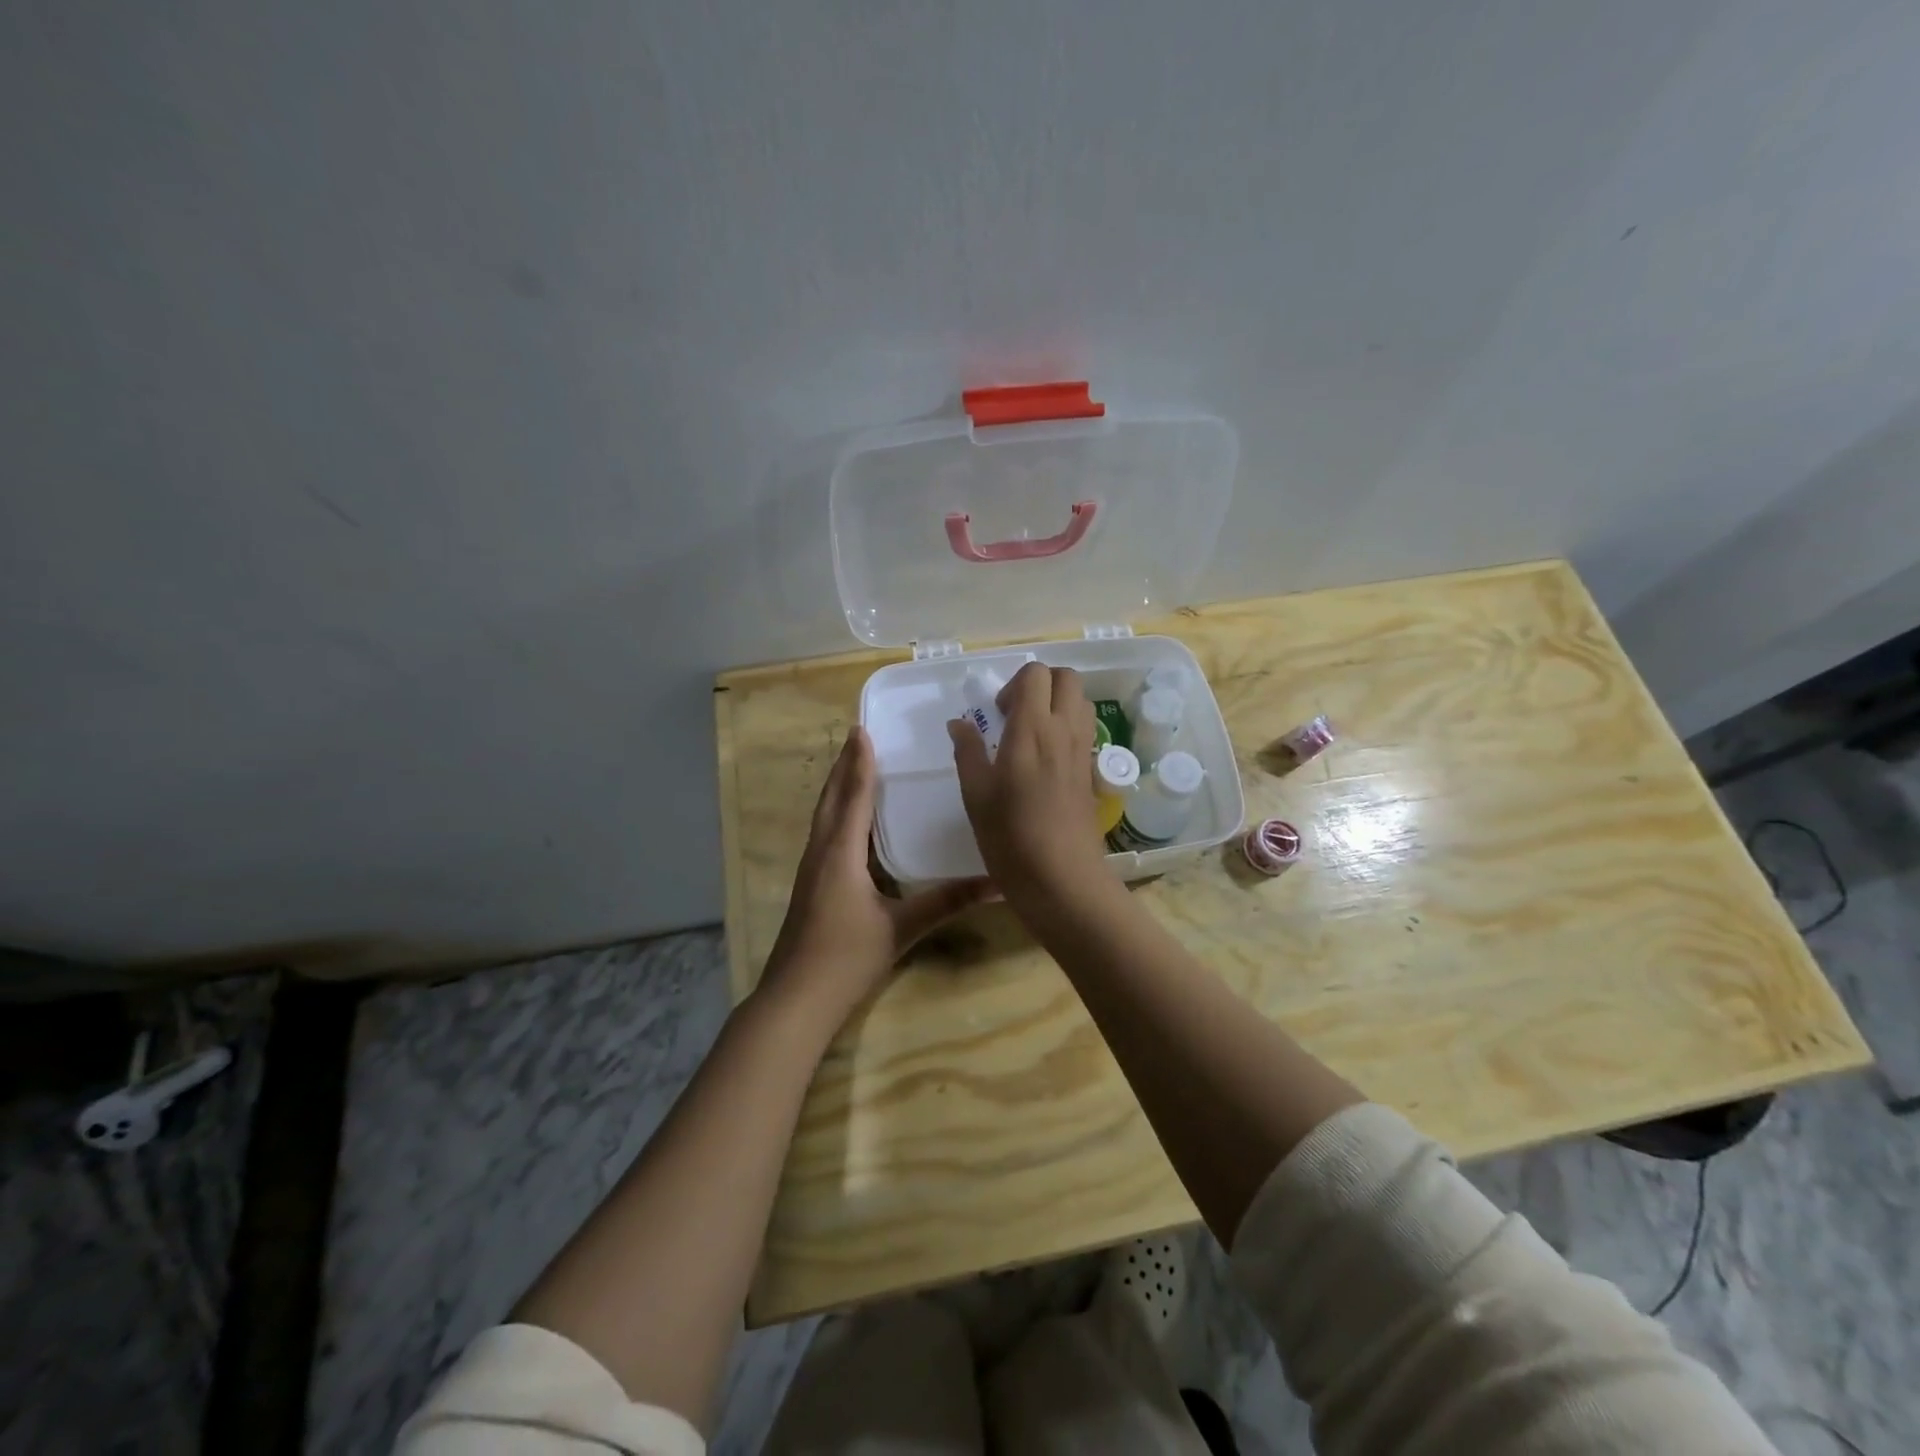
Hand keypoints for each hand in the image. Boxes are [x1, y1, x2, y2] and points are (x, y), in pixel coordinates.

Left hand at [760, 726, 989, 1030]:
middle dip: (843, 767)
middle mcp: (821, 852)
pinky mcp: (812, 885)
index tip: (862, 729)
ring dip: (837, 787)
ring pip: (823, 816)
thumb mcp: (902, 928)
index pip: (852, 797)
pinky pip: (825, 834)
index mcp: (841, 853)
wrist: (796, 999)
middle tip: (858, 737)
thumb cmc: (847, 958)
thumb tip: (996, 884)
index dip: (858, 763)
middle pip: (830, 799)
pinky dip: (837, 813)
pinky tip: (851, 822)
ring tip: (853, 765)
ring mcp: (812, 870)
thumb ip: (948, 902)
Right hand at [948, 663, 1109, 904]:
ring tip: (1032, 733)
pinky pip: (1086, 730)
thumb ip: (967, 751)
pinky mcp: (1092, 772)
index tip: (997, 713)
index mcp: (1032, 729)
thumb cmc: (1010, 836)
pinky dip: (1069, 728)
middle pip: (1066, 678)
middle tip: (1016, 714)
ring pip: (1081, 702)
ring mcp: (1083, 751)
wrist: (1062, 878)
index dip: (1014, 683)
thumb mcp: (976, 794)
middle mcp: (1064, 731)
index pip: (1036, 674)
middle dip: (1041, 684)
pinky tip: (1046, 760)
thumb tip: (959, 723)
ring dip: (1058, 703)